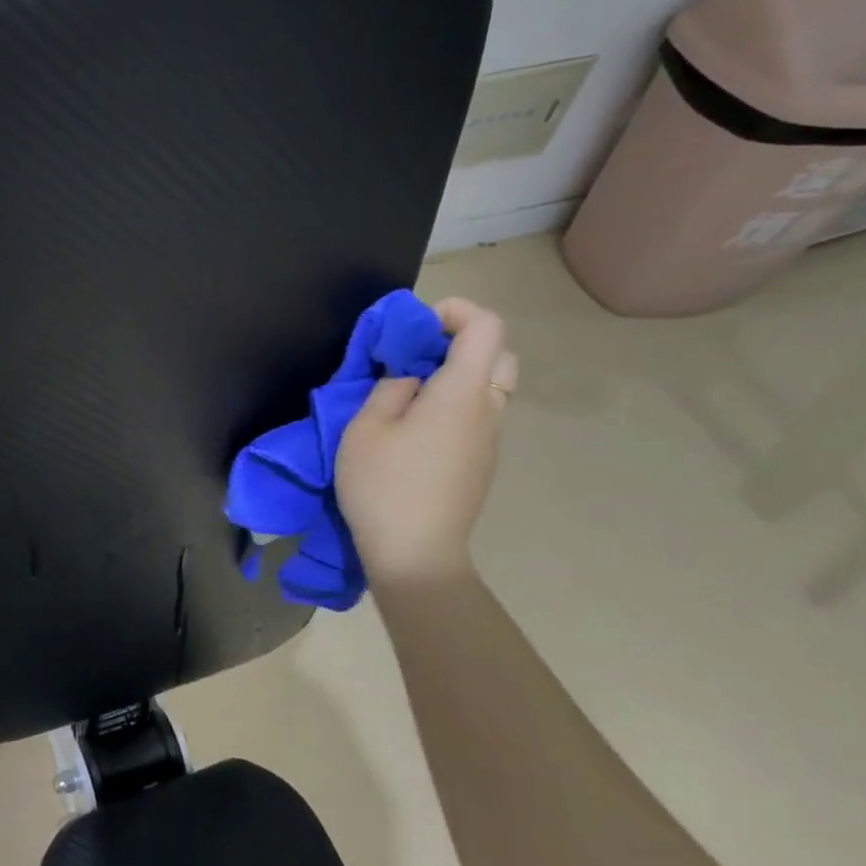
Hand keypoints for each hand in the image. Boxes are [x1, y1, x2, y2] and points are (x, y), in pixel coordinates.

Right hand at [335, 298, 517, 588]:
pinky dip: (457, 404)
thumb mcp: (366, 428)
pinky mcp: (482, 463)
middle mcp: (488, 410)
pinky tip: (418, 430)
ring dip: (459, 375)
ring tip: (412, 394)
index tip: (413, 327)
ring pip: (492, 387)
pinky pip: (481, 416)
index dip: (454, 311)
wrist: (416, 554)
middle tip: (416, 357)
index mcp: (462, 393)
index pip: (485, 327)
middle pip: (498, 355)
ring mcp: (490, 440)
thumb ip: (390, 388)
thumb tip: (410, 377)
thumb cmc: (384, 485)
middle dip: (460, 342)